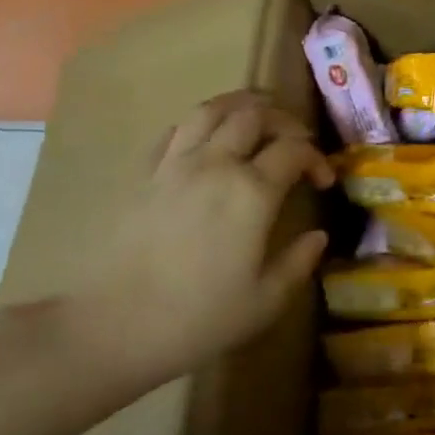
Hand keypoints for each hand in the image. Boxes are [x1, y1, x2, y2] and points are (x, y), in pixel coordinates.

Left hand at [64, 92, 332, 385]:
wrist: (111, 328)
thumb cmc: (198, 319)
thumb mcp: (265, 301)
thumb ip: (299, 262)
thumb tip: (318, 236)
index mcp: (252, 192)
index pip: (295, 150)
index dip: (317, 158)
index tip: (323, 181)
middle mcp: (215, 165)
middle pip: (254, 115)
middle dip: (284, 121)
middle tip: (296, 143)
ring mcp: (174, 165)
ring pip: (211, 109)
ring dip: (241, 106)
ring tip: (257, 119)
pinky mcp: (142, 174)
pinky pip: (175, 130)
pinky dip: (200, 124)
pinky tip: (208, 141)